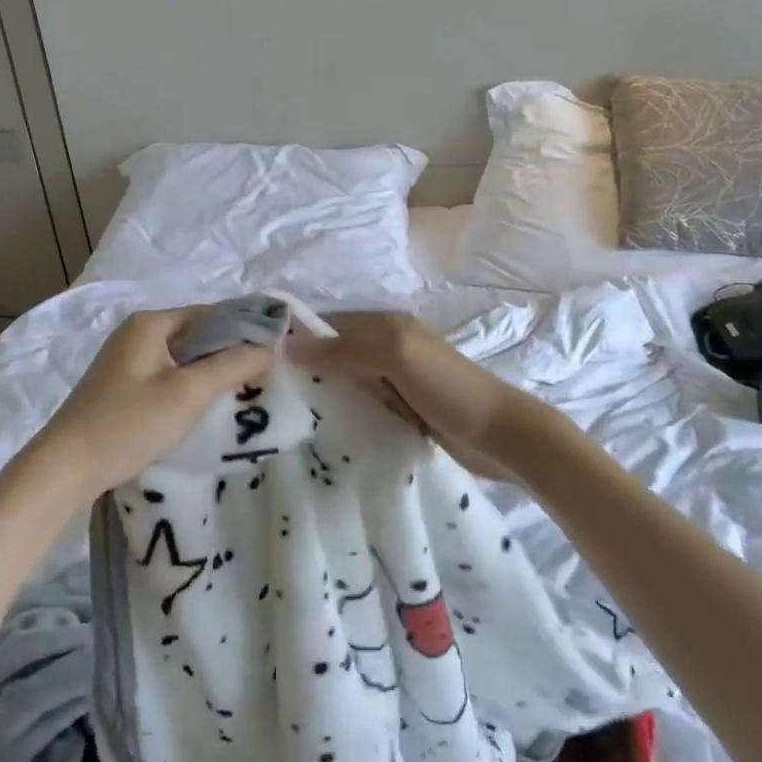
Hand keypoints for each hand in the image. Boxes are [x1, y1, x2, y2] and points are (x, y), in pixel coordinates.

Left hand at [29, 307, 275, 496]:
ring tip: (244, 392)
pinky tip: (207, 407)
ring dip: (212, 371)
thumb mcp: (189, 393)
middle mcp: (137, 333)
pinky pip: (168, 376)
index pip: (212, 313)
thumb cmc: (130, 423)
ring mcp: (126, 361)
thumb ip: (233, 365)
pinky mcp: (121, 387)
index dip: (247, 328)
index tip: (278, 351)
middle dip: (231, 352)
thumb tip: (272, 347)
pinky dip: (190, 386)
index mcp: (151, 323)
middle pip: (197, 334)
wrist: (66, 467)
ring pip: (183, 358)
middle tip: (266, 376)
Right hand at [288, 313, 520, 480]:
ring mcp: (394, 380)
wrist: (501, 436)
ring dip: (322, 391)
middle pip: (334, 352)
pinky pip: (360, 403)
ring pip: (345, 379)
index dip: (298, 338)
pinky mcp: (400, 409)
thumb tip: (288, 345)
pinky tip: (320, 427)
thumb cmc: (449, 389)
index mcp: (386, 325)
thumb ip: (345, 348)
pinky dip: (342, 411)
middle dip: (305, 366)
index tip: (261, 360)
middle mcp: (387, 347)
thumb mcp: (396, 356)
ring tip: (283, 412)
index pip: (329, 325)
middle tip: (266, 391)